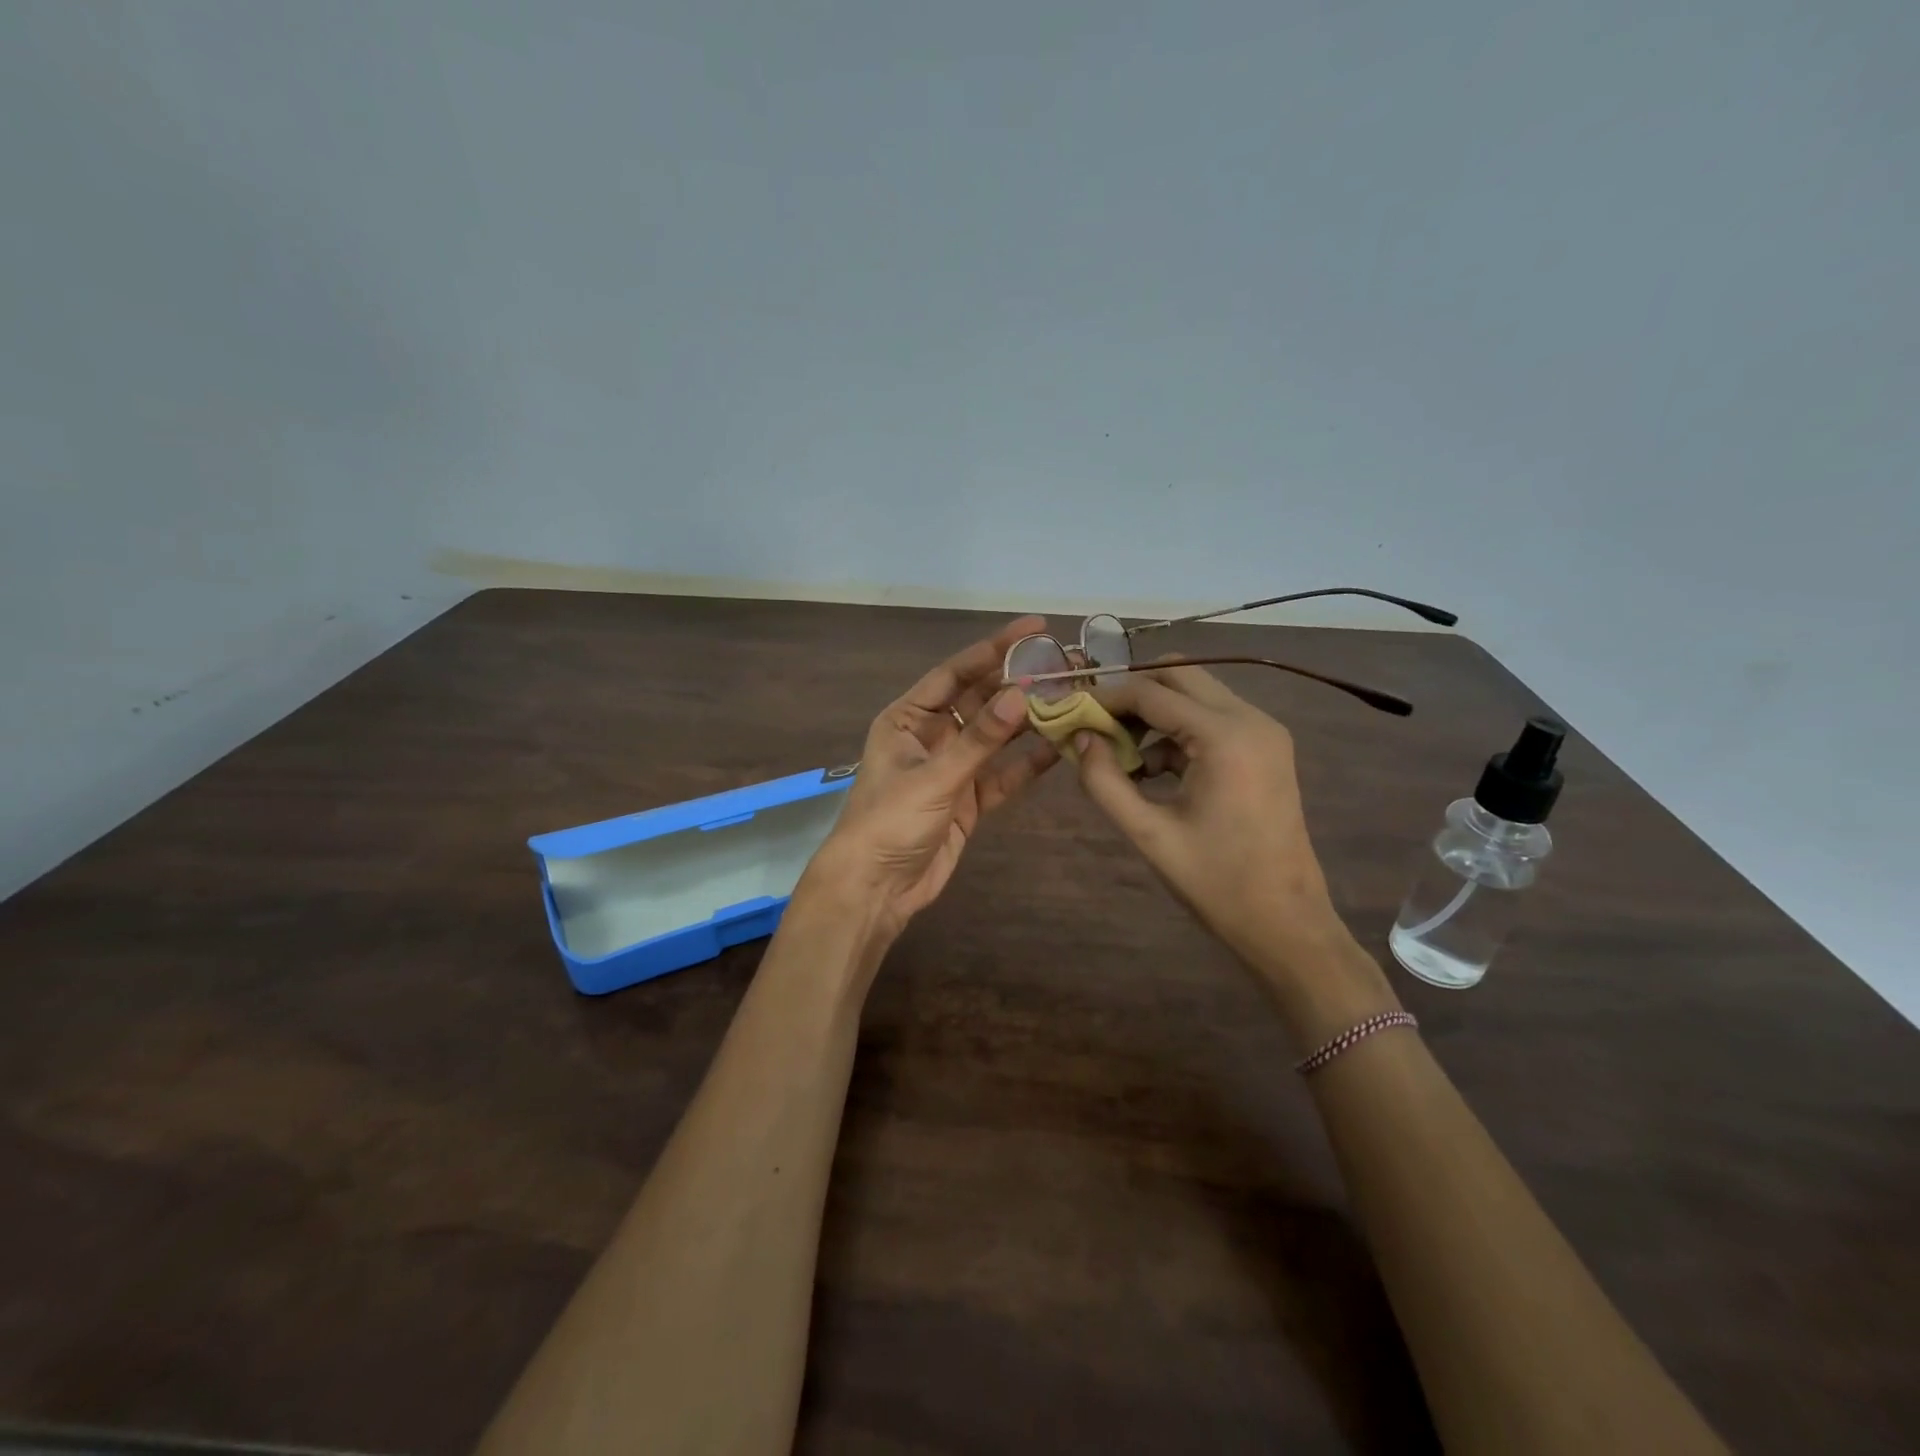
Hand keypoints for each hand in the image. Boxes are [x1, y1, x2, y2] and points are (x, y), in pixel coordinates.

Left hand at [804, 617, 1058, 945]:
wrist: (875, 889)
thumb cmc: (889, 823)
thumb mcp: (934, 778)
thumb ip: (980, 740)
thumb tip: (1023, 693)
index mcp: (908, 718)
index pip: (956, 672)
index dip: (993, 649)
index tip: (1034, 628)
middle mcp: (932, 736)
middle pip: (981, 700)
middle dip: (1019, 683)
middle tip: (1065, 663)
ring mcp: (952, 769)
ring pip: (996, 737)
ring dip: (1029, 721)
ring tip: (1072, 698)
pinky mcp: (969, 800)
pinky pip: (1003, 774)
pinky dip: (1028, 763)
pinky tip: (1060, 747)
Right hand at [1073, 662, 1357, 983]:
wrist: (1286, 922)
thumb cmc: (1216, 882)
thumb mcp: (1149, 833)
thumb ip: (1105, 781)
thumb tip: (1080, 738)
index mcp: (1225, 736)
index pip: (1152, 691)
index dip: (1106, 698)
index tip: (1071, 713)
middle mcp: (1250, 718)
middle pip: (1179, 674)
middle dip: (1133, 694)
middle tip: (1097, 726)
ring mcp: (1264, 731)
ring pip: (1196, 693)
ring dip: (1154, 712)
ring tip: (1120, 755)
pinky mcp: (1266, 748)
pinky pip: (1212, 719)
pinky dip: (1177, 732)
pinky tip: (1152, 772)